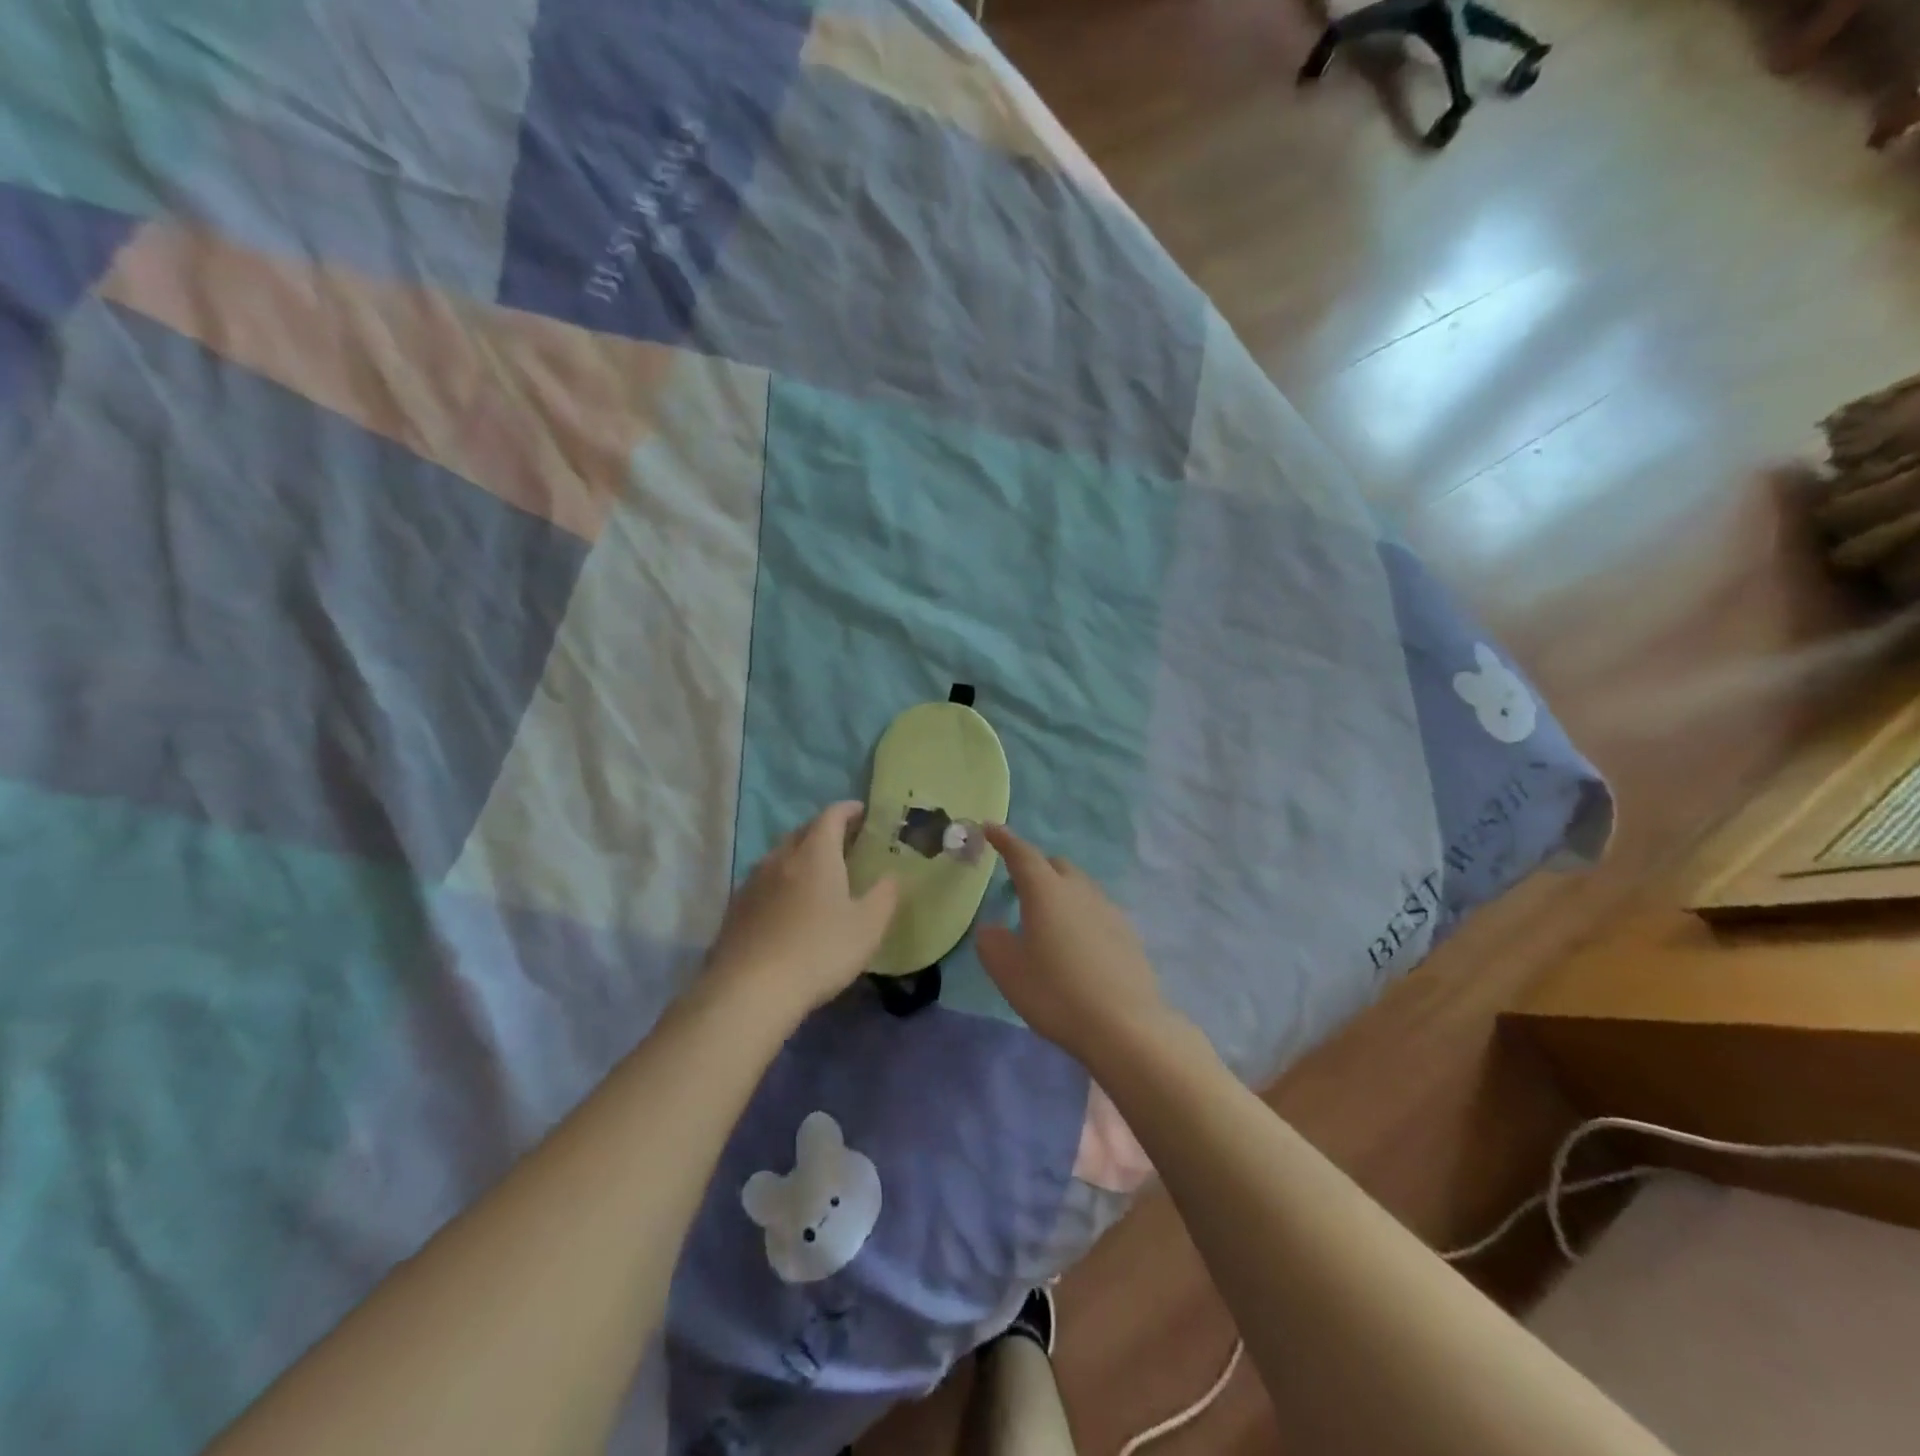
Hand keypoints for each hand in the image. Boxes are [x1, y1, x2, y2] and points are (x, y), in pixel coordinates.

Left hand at [704, 802, 898, 1017]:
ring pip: (779, 856)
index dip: (848, 810)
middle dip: (824, 831)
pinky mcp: (735, 909)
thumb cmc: (819, 951)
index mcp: (815, 854)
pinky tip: (787, 906)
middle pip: (802, 832)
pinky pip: (763, 882)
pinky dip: (780, 882)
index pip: (831, 816)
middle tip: (844, 843)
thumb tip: (891, 876)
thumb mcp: (868, 927)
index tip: (862, 812)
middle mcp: (781, 858)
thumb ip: (884, 896)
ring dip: (799, 856)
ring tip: (816, 873)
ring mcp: (752, 882)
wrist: (750, 991)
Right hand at [976, 824, 1172, 1059]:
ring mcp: (1108, 909)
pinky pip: (1096, 910)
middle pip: (1056, 865)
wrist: (1124, 1026)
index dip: (1004, 840)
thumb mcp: (1008, 971)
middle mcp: (1079, 890)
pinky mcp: (1128, 933)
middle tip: (1018, 887)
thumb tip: (993, 928)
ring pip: (1079, 887)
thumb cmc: (1056, 993)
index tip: (990, 828)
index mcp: (1046, 891)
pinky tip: (1077, 945)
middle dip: (1035, 867)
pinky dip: (1080, 915)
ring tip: (1048, 921)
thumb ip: (992, 942)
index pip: (1022, 854)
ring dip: (1061, 893)